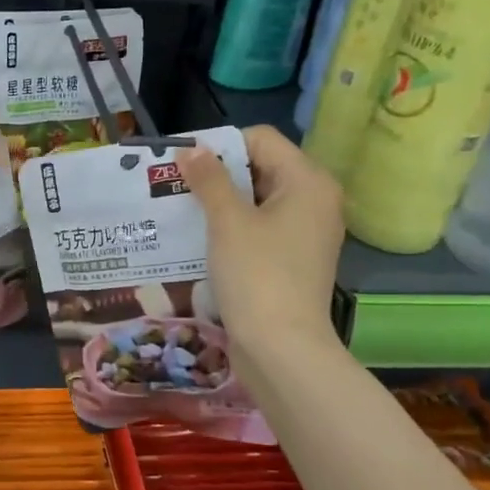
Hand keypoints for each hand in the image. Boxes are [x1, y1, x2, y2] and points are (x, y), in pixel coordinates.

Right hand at [177, 125, 344, 350]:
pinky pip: (260, 228)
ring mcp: (306, 232)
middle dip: (217, 175)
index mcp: (308, 181)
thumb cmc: (257, 276)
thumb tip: (191, 148)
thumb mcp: (228, 222)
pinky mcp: (293, 259)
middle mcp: (314, 200)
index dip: (219, 145)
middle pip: (260, 168)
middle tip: (175, 186)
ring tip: (181, 211)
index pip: (260, 139)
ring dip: (220, 203)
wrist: (282, 349)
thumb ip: (209, 179)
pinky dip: (232, 228)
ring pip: (257, 200)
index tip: (182, 164)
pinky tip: (200, 239)